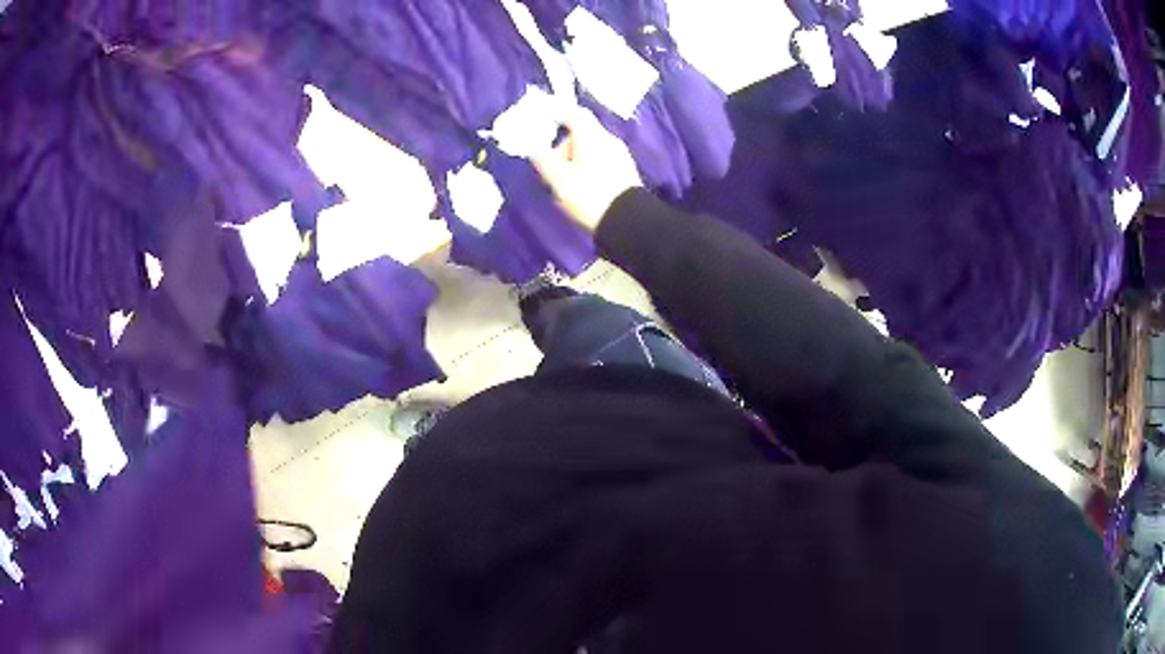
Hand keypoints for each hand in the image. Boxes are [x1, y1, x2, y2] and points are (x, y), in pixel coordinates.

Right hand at [532, 108, 642, 231]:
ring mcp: (620, 154)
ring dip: (577, 159)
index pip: (573, 114)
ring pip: (593, 148)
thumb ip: (543, 159)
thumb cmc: (588, 194)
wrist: (627, 220)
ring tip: (567, 182)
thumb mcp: (558, 179)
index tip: (545, 131)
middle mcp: (608, 139)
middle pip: (583, 133)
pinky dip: (591, 168)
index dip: (557, 119)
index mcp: (591, 135)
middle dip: (565, 147)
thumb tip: (534, 147)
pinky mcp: (627, 171)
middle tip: (553, 168)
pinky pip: (603, 161)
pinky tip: (585, 187)